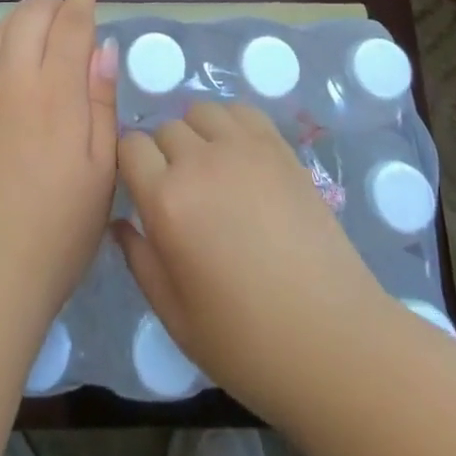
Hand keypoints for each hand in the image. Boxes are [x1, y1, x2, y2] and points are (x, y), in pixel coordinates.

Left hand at [0, 0, 118, 341]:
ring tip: (35, 27)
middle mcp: (12, 80)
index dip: (81, 0)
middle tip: (64, 12)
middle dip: (49, 4)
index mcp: (56, 92)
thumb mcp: (101, 171)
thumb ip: (101, 101)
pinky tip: (4, 65)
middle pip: (29, 17)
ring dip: (20, 19)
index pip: (70, 25)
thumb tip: (103, 47)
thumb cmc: (58, 231)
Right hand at [115, 101, 389, 418]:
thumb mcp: (175, 316)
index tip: (142, 191)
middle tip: (182, 194)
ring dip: (196, 134)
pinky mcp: (278, 146)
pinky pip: (241, 112)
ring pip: (200, 112)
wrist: (333, 341)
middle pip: (164, 129)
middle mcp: (199, 162)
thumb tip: (121, 222)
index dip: (132, 166)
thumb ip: (140, 260)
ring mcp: (243, 148)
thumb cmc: (246, 343)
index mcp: (167, 202)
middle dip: (163, 155)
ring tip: (211, 172)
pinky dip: (231, 125)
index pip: (130, 147)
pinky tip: (240, 159)